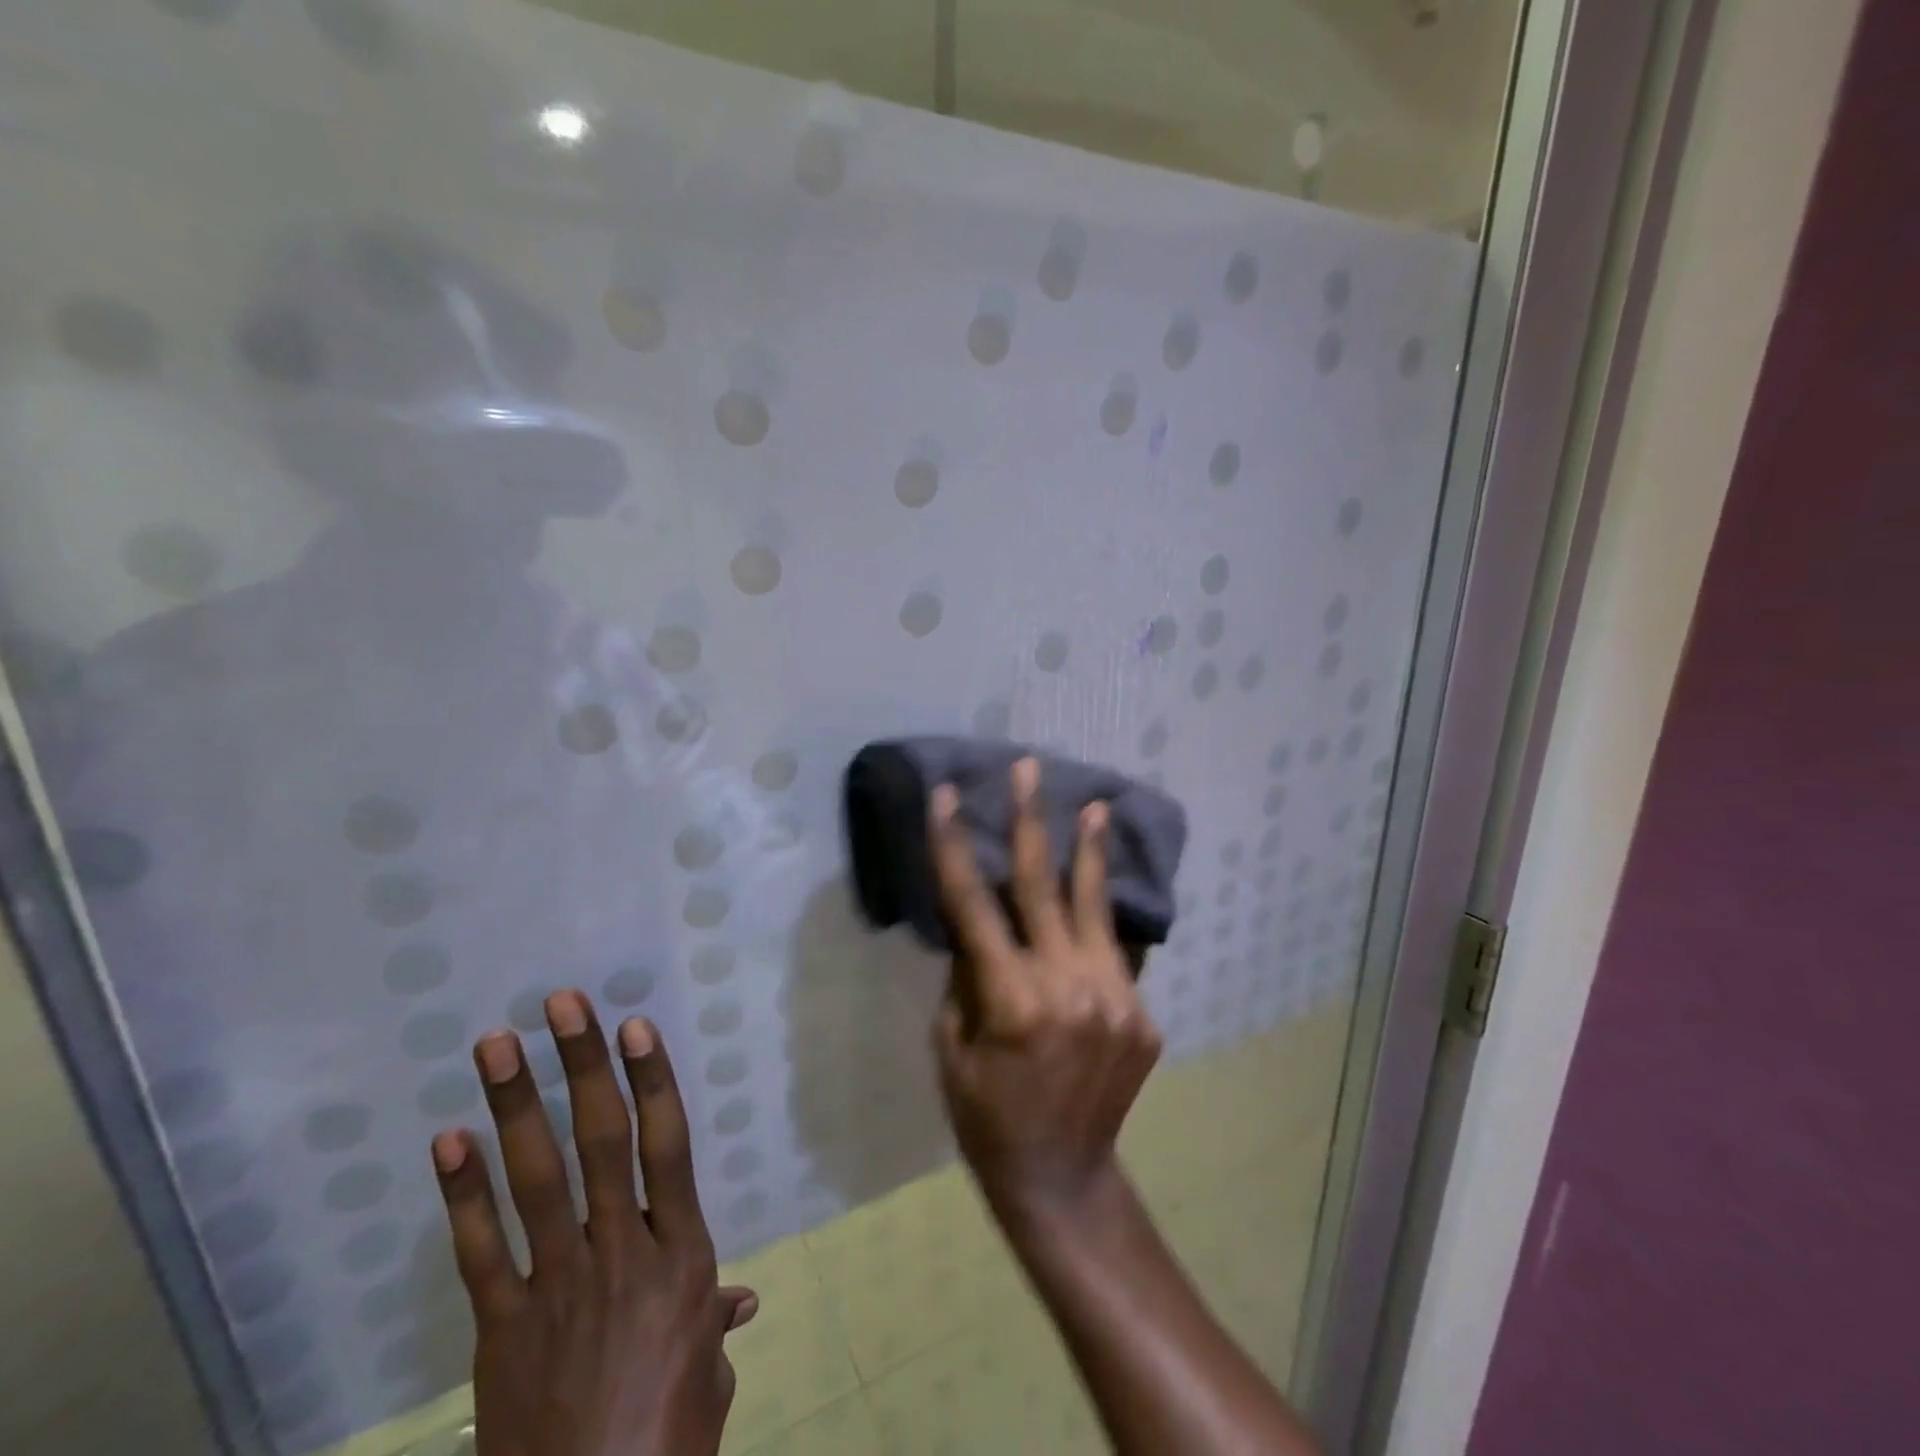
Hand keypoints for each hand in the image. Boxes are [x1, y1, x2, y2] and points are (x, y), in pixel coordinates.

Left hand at [430, 991, 757, 1455]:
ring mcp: (558, 1285)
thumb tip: (740, 1299)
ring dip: (516, 1104)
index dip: (652, 1079)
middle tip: (561, 1006)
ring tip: (494, 1045)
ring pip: (538, 1178)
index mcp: (681, 1255)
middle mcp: (623, 1251)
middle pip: (604, 1140)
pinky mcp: (503, 1328)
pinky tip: (449, 1141)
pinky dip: (463, 1194)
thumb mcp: (707, 1378)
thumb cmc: (667, 1440)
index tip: (634, 1026)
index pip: (668, 1145)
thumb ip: (715, 1323)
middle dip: (582, 1065)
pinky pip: (480, 1252)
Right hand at [927, 756, 1162, 1223]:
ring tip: (1096, 806)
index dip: (954, 846)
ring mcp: (1115, 999)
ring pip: (1096, 907)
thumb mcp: (952, 1048)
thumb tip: (981, 922)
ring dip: (1090, 852)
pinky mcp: (1141, 1013)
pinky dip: (1107, 915)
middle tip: (1031, 768)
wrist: (1063, 1176)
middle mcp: (1068, 988)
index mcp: (1011, 1001)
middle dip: (1031, 821)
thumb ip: (968, 976)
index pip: (973, 905)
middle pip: (1041, 887)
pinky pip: (1117, 950)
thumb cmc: (986, 1117)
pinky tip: (1107, 883)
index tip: (946, 796)